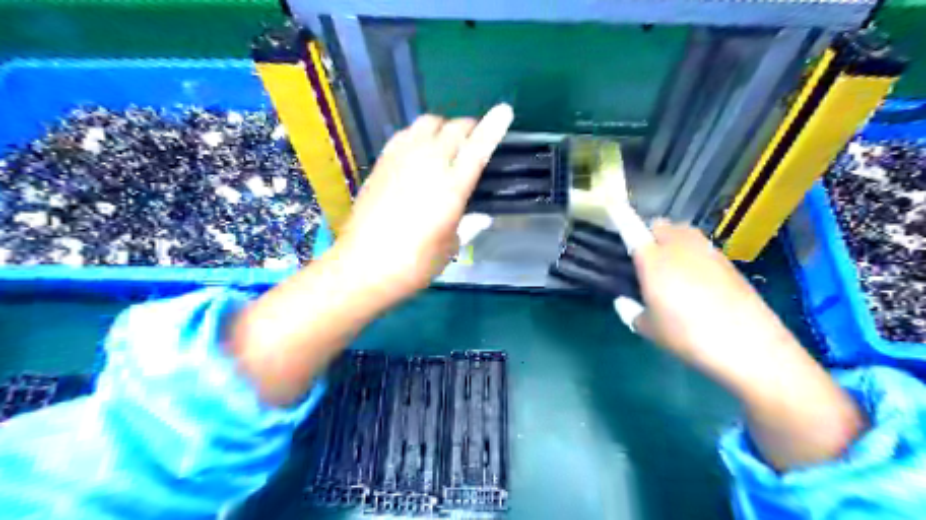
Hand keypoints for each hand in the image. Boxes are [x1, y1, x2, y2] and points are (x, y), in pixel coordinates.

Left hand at [337, 107, 512, 304]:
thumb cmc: (414, 263)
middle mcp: (428, 163)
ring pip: (428, 122)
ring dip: (443, 128)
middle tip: (473, 143)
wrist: (363, 265)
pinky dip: (419, 134)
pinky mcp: (382, 161)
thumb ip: (467, 226)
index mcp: (452, 187)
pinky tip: (418, 151)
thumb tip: (481, 217)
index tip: (504, 111)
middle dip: (469, 129)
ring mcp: (402, 158)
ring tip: (445, 145)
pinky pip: (405, 133)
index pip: (478, 147)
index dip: (493, 127)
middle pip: (454, 128)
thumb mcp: (450, 248)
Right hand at [633, 219, 799, 369]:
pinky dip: (694, 254)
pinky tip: (698, 281)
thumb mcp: (648, 329)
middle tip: (646, 258)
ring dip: (673, 241)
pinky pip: (703, 247)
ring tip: (672, 267)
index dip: (620, 216)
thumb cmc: (686, 336)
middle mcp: (678, 247)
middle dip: (650, 234)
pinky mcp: (727, 261)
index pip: (632, 229)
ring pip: (684, 232)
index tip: (611, 205)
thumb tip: (624, 301)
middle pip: (660, 225)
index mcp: (652, 260)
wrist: (748, 345)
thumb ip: (630, 311)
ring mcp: (706, 251)